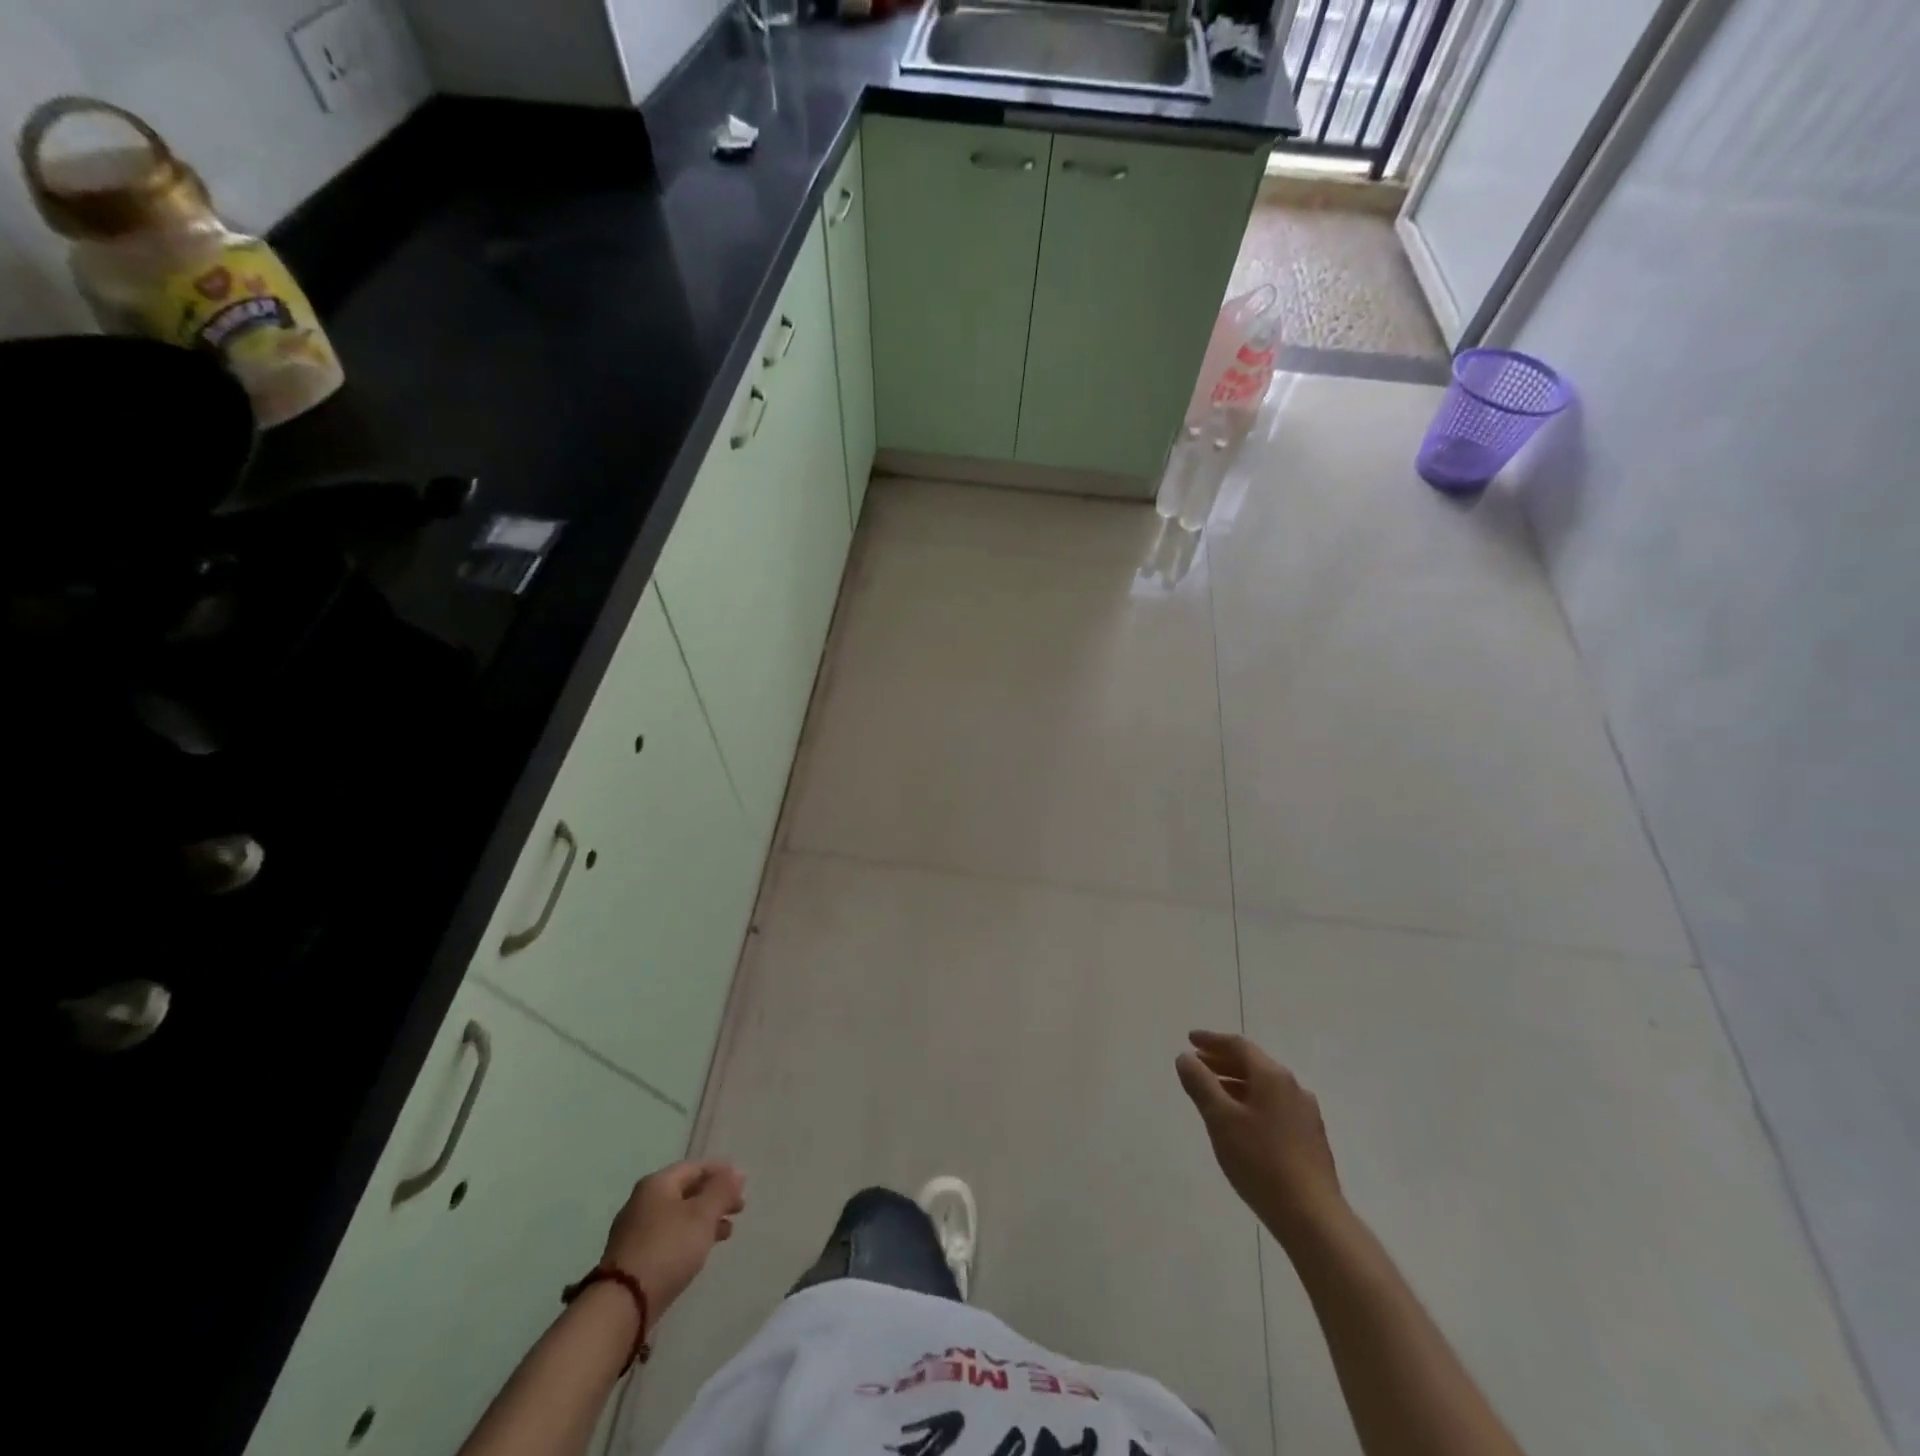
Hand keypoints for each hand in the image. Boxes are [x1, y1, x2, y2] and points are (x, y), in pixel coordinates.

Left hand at [602, 1161, 746, 1319]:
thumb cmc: (667, 1249)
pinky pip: (668, 1237)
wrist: (622, 1305)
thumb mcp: (702, 1214)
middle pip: (686, 1191)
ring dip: (704, 1220)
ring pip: (678, 1216)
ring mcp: (634, 1231)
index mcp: (657, 1184)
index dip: (721, 1172)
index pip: (695, 1167)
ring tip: (727, 1232)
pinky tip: (700, 1251)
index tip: (743, 1185)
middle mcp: (642, 1202)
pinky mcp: (633, 1259)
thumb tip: (736, 1173)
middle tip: (739, 1209)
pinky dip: (688, 1237)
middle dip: (714, 1198)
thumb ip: (722, 1190)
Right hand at [1176, 1030, 1342, 1243]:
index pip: (1239, 1046)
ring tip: (1213, 1094)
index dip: (1211, 1040)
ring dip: (1236, 1083)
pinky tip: (1241, 1123)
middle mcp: (1293, 1087)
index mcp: (1272, 1076)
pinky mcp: (1310, 1139)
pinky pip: (1274, 1107)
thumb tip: (1185, 1058)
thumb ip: (1200, 1084)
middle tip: (1197, 1064)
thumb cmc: (1260, 1161)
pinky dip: (1252, 1102)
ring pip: (1264, 1087)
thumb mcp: (1220, 1119)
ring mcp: (1306, 1114)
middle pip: (1253, 1064)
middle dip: (1222, 1061)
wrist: (1312, 1217)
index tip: (1189, 1039)